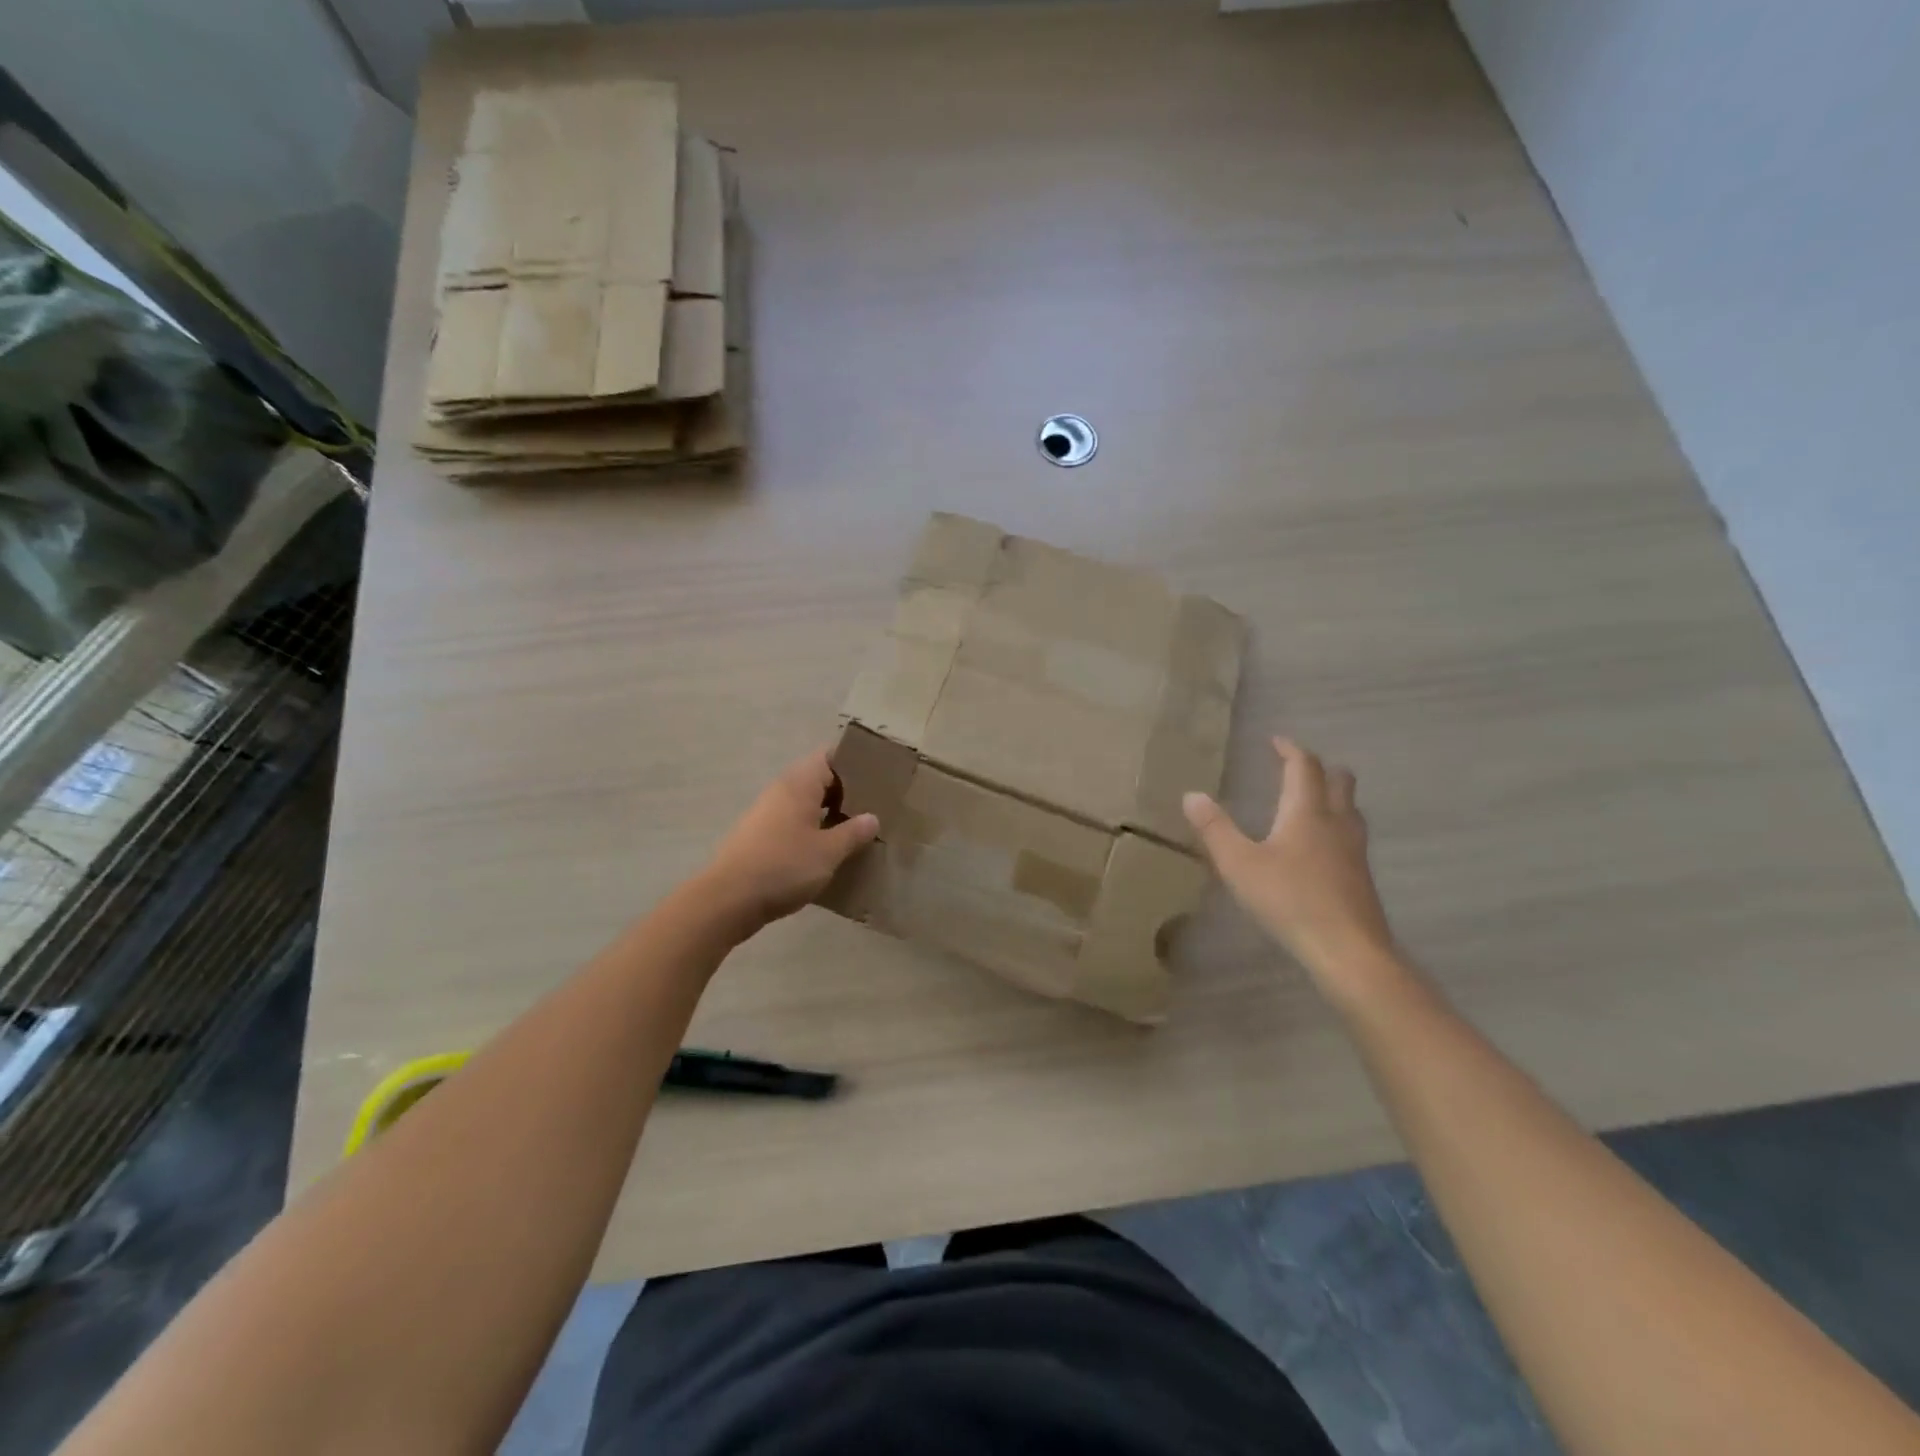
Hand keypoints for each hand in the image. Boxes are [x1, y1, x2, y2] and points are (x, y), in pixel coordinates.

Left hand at [700, 748, 879, 934]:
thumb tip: (871, 818)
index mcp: (799, 784)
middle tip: (876, 807)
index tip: (878, 777)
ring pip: (807, 805)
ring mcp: (768, 814)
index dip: (853, 763)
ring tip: (858, 831)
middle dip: (847, 792)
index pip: (829, 757)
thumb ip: (853, 832)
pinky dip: (814, 831)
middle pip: (819, 780)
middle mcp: (781, 791)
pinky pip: (795, 824)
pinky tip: (830, 852)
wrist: (728, 900)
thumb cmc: (783, 866)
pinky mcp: (761, 838)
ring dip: (830, 815)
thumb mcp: (828, 852)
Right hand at [1183, 738, 1395, 984]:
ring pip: (1350, 808)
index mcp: (1306, 812)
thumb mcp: (1239, 864)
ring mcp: (1354, 850)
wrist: (1348, 949)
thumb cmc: (1289, 899)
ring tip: (1308, 802)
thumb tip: (1191, 795)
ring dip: (1331, 795)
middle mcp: (1336, 822)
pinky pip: (1351, 834)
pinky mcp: (1361, 876)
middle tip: (1295, 767)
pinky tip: (1319, 847)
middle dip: (1318, 767)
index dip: (1290, 749)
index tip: (1276, 741)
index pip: (1304, 766)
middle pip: (1339, 780)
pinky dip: (1335, 824)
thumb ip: (1215, 829)